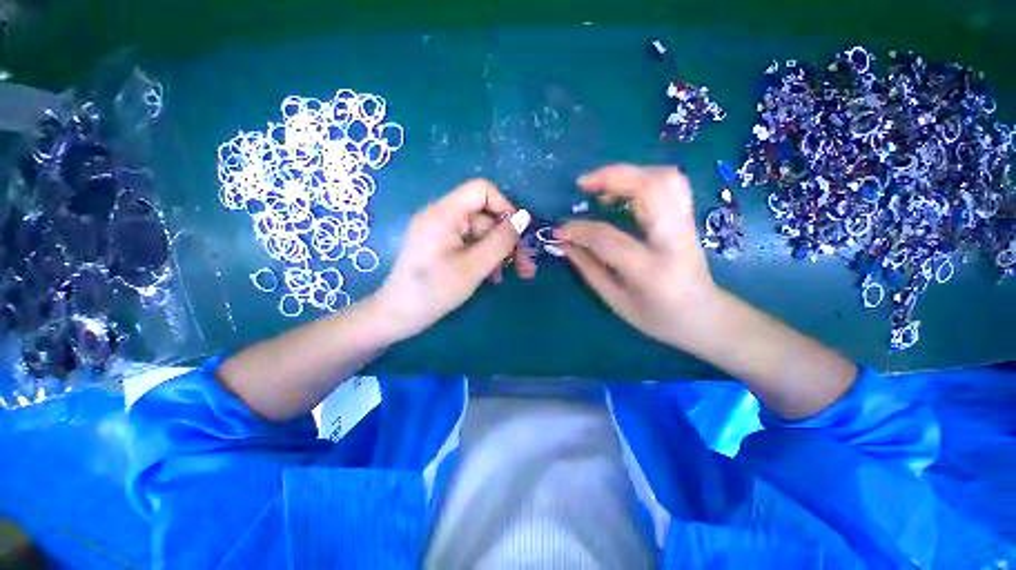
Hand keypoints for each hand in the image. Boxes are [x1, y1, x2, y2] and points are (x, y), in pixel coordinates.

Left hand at [372, 179, 535, 340]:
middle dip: (508, 239)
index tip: (518, 234)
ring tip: (515, 275)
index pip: (482, 190)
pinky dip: (485, 256)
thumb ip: (501, 240)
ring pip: (480, 232)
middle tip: (526, 265)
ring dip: (500, 251)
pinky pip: (469, 243)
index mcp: (444, 213)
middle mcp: (441, 216)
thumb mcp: (474, 266)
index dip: (505, 207)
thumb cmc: (435, 290)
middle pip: (485, 215)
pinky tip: (494, 277)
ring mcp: (440, 232)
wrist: (399, 315)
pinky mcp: (440, 246)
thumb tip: (524, 218)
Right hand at [555, 164, 717, 346]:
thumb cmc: (657, 318)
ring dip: (629, 173)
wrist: (704, 318)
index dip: (578, 230)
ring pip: (665, 178)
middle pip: (649, 189)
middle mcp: (673, 240)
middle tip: (582, 185)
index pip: (607, 238)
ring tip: (601, 186)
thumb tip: (564, 242)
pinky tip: (624, 190)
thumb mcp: (615, 301)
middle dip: (611, 177)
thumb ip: (588, 268)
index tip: (559, 229)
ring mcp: (686, 226)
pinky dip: (644, 177)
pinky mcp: (689, 219)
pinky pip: (671, 184)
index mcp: (650, 270)